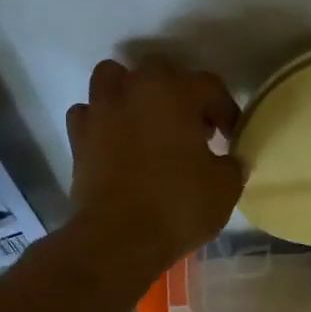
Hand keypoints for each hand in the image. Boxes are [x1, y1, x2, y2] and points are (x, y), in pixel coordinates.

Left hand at [67, 58, 243, 267]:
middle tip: (193, 127)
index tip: (231, 137)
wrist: (118, 239)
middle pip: (159, 72)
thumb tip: (231, 159)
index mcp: (174, 93)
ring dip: (132, 92)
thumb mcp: (225, 187)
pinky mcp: (78, 138)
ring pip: (113, 79)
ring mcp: (100, 112)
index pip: (209, 86)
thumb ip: (232, 164)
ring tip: (147, 122)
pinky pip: (89, 114)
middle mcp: (134, 90)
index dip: (226, 111)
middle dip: (179, 92)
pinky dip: (103, 120)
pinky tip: (116, 141)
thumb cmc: (178, 205)